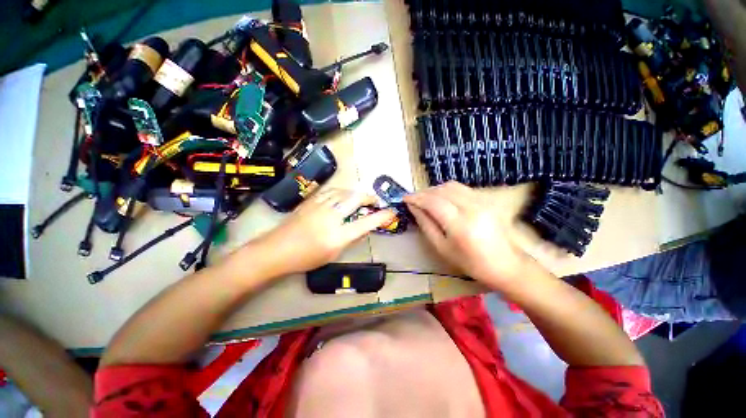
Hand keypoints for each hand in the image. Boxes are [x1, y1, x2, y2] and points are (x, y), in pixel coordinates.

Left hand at [255, 188, 395, 275]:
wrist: (276, 250)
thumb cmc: (306, 258)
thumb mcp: (333, 253)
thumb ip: (350, 238)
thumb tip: (363, 227)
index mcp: (337, 236)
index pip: (366, 223)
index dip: (381, 217)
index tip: (391, 212)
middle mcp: (331, 217)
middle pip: (355, 199)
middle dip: (369, 197)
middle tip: (374, 201)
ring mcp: (319, 206)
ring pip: (343, 192)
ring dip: (355, 193)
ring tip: (359, 198)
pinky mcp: (311, 201)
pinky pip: (331, 191)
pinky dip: (342, 192)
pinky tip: (342, 196)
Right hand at [404, 182, 532, 287]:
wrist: (505, 264)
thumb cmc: (470, 262)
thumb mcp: (442, 248)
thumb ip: (426, 225)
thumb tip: (413, 207)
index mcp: (460, 224)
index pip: (433, 202)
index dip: (416, 198)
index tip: (404, 198)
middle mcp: (472, 207)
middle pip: (442, 190)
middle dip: (424, 192)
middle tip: (413, 200)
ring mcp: (482, 201)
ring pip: (452, 186)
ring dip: (435, 190)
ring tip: (425, 199)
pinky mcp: (487, 200)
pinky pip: (462, 188)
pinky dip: (447, 190)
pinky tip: (441, 199)